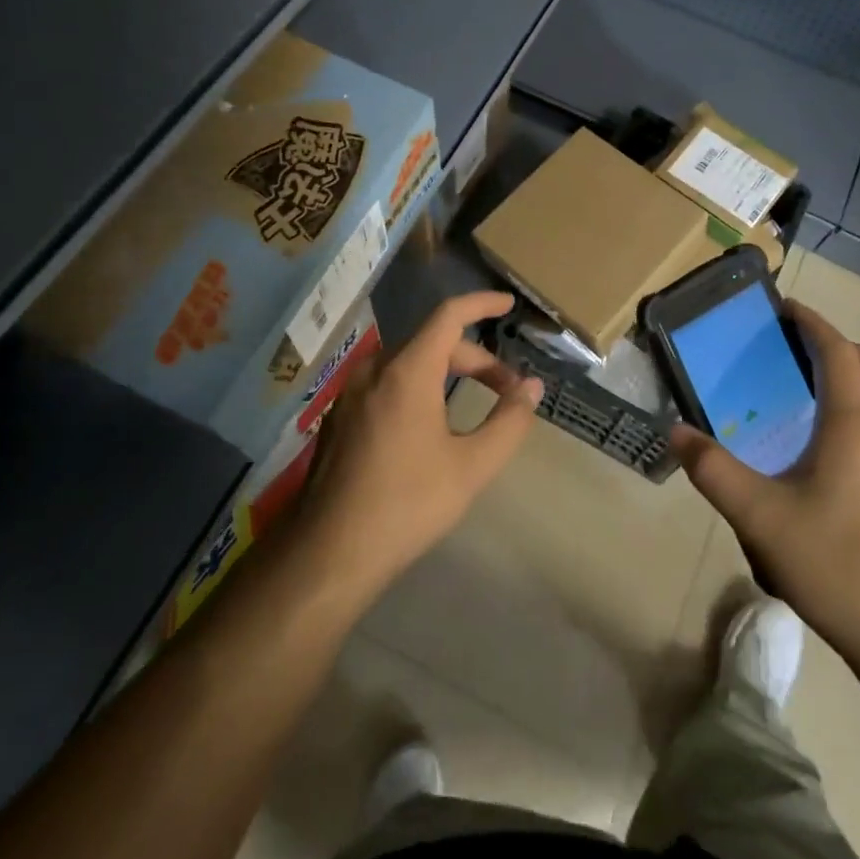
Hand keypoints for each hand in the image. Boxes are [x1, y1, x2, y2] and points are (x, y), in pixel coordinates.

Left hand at [294, 291, 543, 595]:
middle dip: (475, 359)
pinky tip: (428, 426)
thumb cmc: (406, 505)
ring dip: (446, 372)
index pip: (449, 315)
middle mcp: (374, 370)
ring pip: (408, 363)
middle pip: (432, 343)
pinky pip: (386, 383)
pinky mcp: (338, 417)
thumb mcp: (471, 466)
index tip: (508, 305)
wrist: (327, 554)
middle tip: (507, 391)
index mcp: (407, 372)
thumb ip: (508, 421)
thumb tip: (532, 388)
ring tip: (472, 405)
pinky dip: (417, 387)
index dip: (481, 304)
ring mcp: (350, 393)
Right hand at [672, 301, 859, 683]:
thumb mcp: (759, 517)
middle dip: (828, 342)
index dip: (810, 321)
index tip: (779, 308)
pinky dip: (851, 403)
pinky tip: (817, 439)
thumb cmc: (835, 564)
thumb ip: (713, 470)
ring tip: (794, 387)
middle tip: (783, 347)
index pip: (836, 349)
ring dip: (842, 373)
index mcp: (855, 421)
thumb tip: (676, 433)